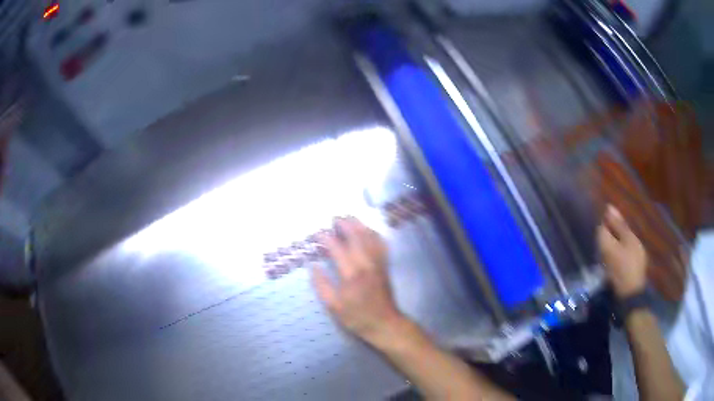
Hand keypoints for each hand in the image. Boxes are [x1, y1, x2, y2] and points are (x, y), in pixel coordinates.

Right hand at [312, 217, 405, 344]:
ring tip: (349, 218)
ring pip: (370, 237)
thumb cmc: (357, 317)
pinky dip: (374, 233)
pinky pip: (381, 244)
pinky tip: (368, 231)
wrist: (384, 323)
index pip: (338, 248)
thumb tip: (313, 267)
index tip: (318, 234)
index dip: (327, 238)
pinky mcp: (385, 265)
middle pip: (357, 236)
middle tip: (334, 219)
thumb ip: (322, 285)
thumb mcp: (334, 306)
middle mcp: (366, 264)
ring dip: (360, 225)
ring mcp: (378, 263)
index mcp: (352, 274)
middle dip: (345, 224)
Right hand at [597, 205, 647, 298]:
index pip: (620, 223)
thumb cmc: (621, 272)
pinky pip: (626, 256)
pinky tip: (614, 260)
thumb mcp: (610, 252)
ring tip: (607, 245)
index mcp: (631, 237)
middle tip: (603, 229)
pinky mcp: (635, 271)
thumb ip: (605, 235)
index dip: (611, 217)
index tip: (603, 211)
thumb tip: (602, 221)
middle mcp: (637, 244)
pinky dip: (619, 254)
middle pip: (623, 233)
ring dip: (617, 243)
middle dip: (614, 230)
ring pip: (625, 245)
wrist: (631, 298)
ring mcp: (638, 258)